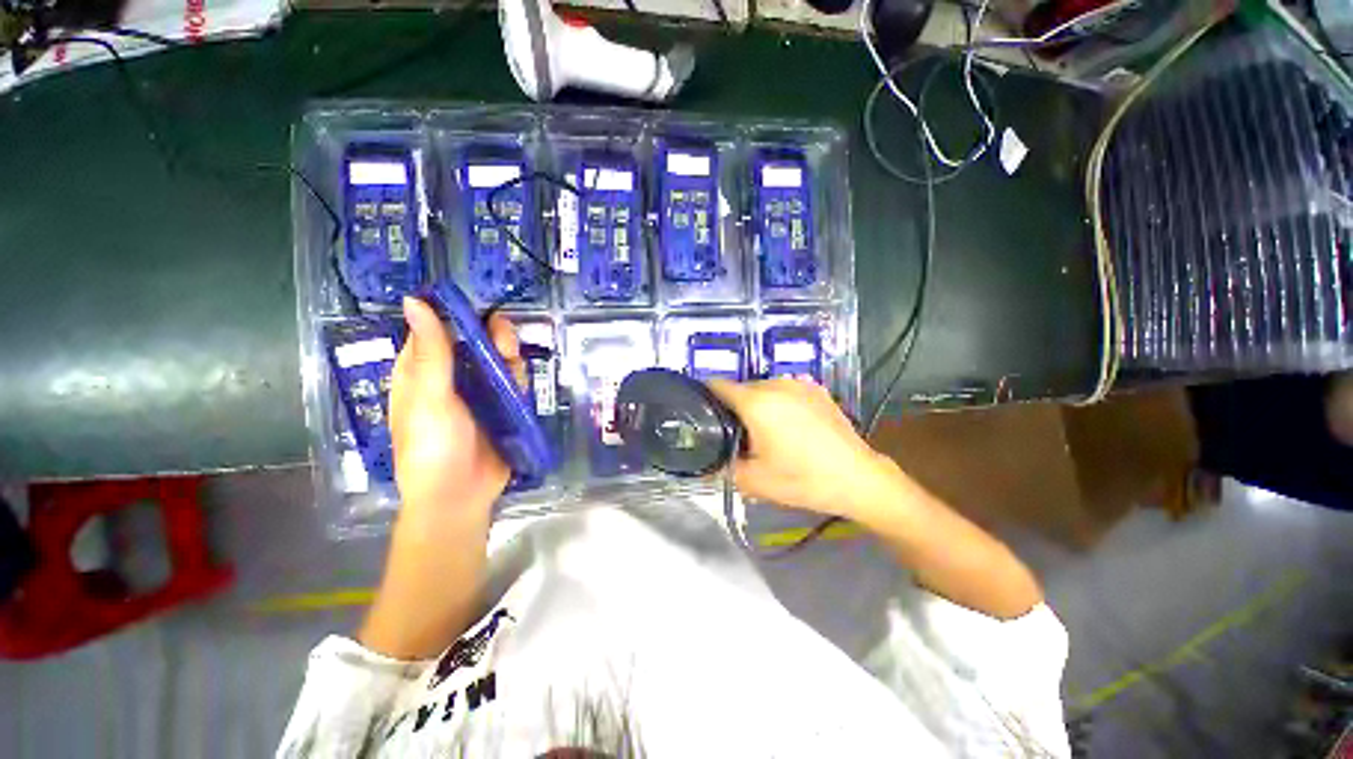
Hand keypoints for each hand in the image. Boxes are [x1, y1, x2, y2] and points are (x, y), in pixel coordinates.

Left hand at [389, 297, 522, 516]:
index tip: (476, 304)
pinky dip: (519, 376)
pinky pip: (513, 383)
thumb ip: (431, 351)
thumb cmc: (433, 446)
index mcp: (422, 373)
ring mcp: (480, 394)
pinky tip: (521, 378)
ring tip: (514, 359)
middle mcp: (451, 379)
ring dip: (508, 355)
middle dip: (491, 336)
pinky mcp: (502, 407)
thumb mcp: (428, 396)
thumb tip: (414, 300)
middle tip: (504, 337)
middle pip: (474, 344)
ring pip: (498, 361)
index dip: (455, 315)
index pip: (437, 332)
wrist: (460, 496)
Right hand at [707, 378, 898, 518]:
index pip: (717, 385)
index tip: (702, 413)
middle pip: (741, 387)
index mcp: (756, 402)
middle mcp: (775, 384)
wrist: (857, 477)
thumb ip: (722, 466)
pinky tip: (790, 426)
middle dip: (734, 407)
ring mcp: (799, 383)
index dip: (705, 397)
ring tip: (765, 431)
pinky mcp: (817, 389)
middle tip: (737, 434)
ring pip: (763, 388)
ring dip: (757, 404)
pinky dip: (779, 402)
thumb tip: (707, 460)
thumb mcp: (753, 481)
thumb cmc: (801, 479)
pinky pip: (785, 390)